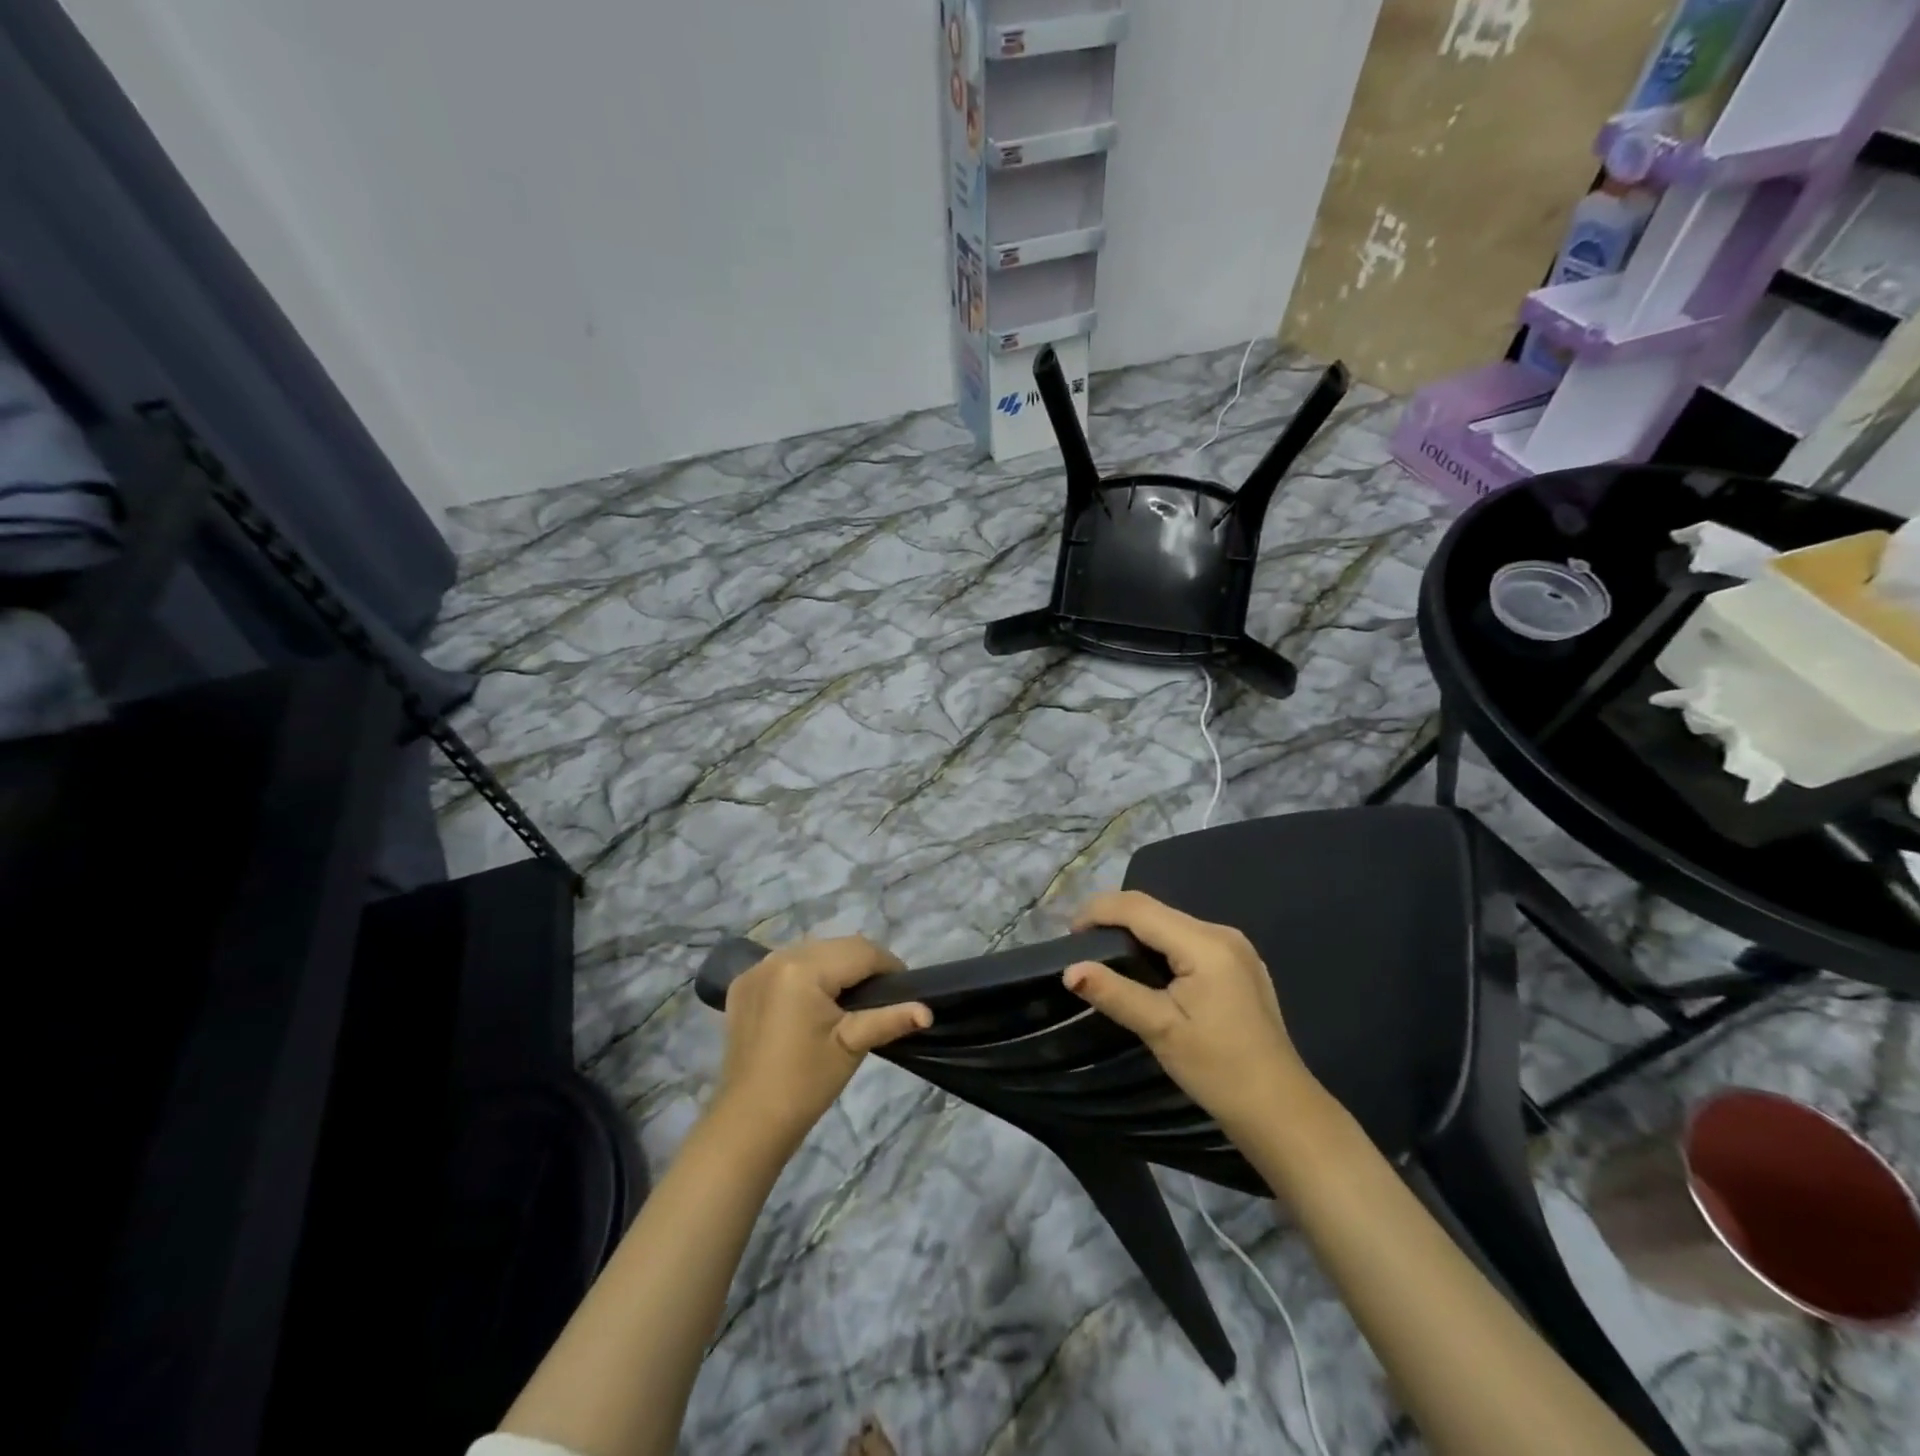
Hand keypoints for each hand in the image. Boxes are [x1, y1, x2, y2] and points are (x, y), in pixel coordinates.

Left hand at [715, 936, 930, 1151]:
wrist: (750, 1122)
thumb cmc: (806, 1083)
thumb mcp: (852, 1046)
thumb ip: (890, 1019)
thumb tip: (927, 1011)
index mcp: (803, 968)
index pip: (860, 951)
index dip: (889, 966)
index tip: (904, 989)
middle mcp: (777, 957)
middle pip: (836, 946)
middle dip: (862, 965)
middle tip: (880, 996)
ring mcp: (755, 969)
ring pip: (812, 951)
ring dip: (834, 966)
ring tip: (850, 999)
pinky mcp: (743, 984)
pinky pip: (786, 964)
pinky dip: (806, 974)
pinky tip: (813, 1001)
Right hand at [1062, 891, 1314, 1131]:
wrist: (1280, 1110)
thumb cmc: (1219, 1070)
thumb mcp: (1161, 1030)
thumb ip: (1114, 993)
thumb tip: (1069, 970)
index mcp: (1205, 944)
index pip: (1140, 908)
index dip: (1099, 911)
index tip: (1068, 933)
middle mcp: (1222, 933)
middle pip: (1156, 911)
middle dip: (1114, 919)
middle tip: (1080, 945)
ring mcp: (1235, 947)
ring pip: (1171, 923)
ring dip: (1135, 931)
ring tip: (1103, 954)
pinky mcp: (1238, 964)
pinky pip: (1188, 939)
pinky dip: (1159, 945)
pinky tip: (1144, 969)